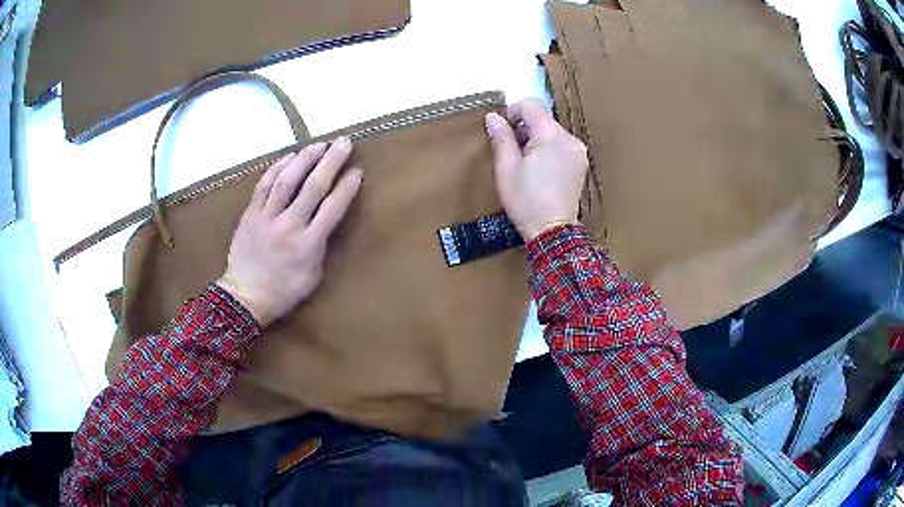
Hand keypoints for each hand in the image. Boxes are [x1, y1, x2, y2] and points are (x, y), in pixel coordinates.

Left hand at [217, 137, 362, 326]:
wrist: (245, 296)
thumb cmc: (284, 291)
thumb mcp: (313, 275)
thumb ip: (320, 244)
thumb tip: (324, 219)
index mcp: (308, 245)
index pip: (333, 208)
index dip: (347, 187)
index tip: (357, 171)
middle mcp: (289, 226)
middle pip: (313, 187)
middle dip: (331, 162)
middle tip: (344, 142)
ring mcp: (267, 218)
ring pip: (287, 180)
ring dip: (306, 158)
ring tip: (319, 144)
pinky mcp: (250, 214)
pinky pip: (264, 185)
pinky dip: (277, 168)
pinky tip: (290, 157)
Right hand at [485, 99, 588, 240]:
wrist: (552, 232)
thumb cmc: (526, 200)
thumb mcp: (506, 168)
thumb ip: (501, 137)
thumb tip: (494, 116)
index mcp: (552, 135)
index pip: (531, 105)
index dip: (512, 112)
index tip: (502, 131)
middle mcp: (570, 139)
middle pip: (542, 119)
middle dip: (523, 130)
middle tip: (510, 153)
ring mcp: (578, 153)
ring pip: (551, 133)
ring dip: (535, 141)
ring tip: (525, 166)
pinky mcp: (580, 166)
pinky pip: (561, 147)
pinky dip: (548, 151)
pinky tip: (539, 173)